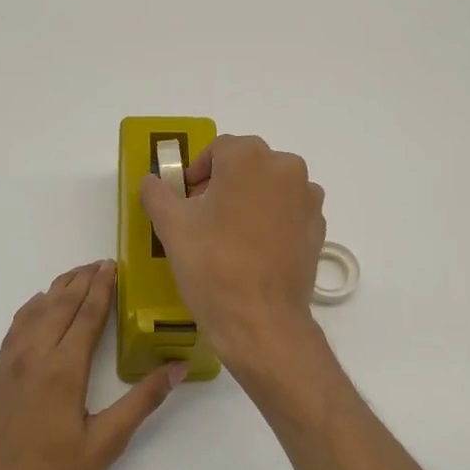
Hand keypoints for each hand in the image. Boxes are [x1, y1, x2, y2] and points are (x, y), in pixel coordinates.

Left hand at [0, 261, 183, 469]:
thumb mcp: (105, 445)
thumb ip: (141, 402)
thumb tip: (178, 367)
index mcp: (63, 370)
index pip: (87, 316)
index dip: (102, 288)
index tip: (113, 265)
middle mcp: (33, 357)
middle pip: (59, 306)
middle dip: (81, 280)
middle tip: (100, 262)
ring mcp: (8, 366)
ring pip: (34, 313)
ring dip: (56, 290)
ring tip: (75, 276)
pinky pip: (15, 329)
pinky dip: (31, 309)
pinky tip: (37, 307)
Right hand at [140, 135, 325, 367]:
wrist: (260, 320)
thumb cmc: (212, 265)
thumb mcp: (171, 226)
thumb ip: (156, 193)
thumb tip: (151, 180)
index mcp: (249, 158)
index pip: (218, 149)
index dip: (197, 171)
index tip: (185, 197)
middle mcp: (286, 168)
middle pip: (248, 165)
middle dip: (223, 183)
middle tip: (202, 215)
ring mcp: (308, 199)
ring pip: (271, 187)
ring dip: (249, 200)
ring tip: (229, 234)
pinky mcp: (318, 228)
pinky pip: (289, 212)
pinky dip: (271, 220)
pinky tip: (254, 250)